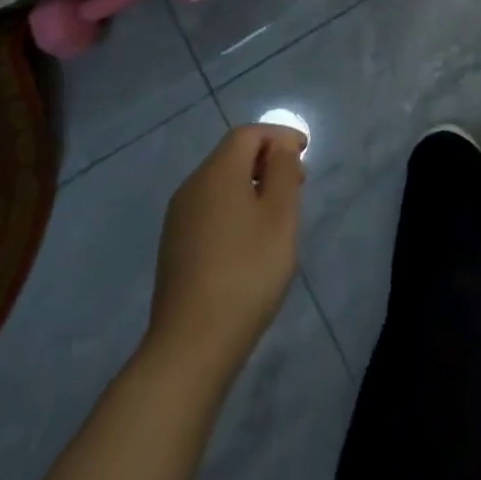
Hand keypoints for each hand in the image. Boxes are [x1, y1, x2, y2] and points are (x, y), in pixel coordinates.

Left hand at [148, 124, 306, 361]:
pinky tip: (250, 238)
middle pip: (232, 155)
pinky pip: (210, 208)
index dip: (279, 136)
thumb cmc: (246, 272)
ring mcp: (178, 219)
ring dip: (251, 184)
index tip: (305, 152)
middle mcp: (192, 186)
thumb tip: (279, 146)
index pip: (248, 134)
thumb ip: (282, 171)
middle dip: (267, 159)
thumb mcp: (279, 216)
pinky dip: (234, 206)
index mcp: (217, 172)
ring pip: (220, 183)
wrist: (191, 345)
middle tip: (298, 181)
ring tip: (278, 211)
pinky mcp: (175, 247)